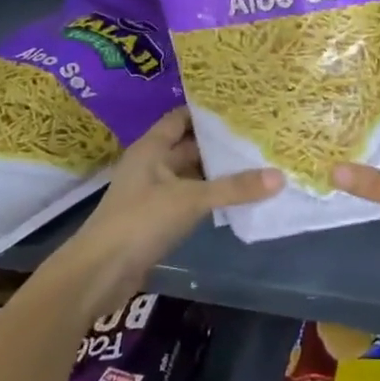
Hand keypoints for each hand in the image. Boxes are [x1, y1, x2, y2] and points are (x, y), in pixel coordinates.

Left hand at [48, 109, 280, 314]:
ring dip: (218, 171)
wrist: (100, 273)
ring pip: (192, 174)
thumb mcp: (191, 199)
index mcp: (151, 148)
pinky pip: (190, 199)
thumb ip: (234, 188)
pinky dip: (212, 196)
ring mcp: (154, 193)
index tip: (241, 107)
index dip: (207, 111)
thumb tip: (280, 176)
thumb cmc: (140, 221)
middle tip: (258, 136)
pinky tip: (239, 197)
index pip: (181, 118)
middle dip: (220, 143)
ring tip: (257, 162)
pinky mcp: (158, 219)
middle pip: (190, 146)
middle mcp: (151, 165)